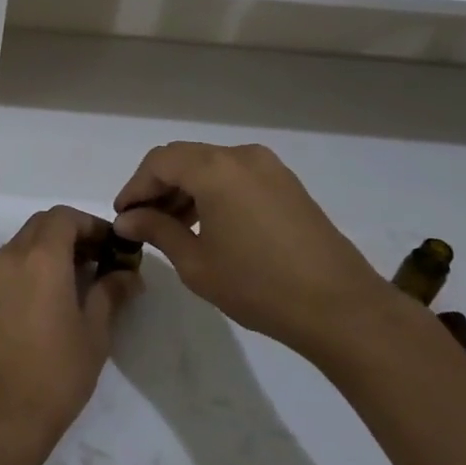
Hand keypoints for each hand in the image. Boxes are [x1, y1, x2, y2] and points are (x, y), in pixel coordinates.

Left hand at [0, 207, 141, 464]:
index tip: (110, 245)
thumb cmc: (56, 372)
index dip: (90, 224)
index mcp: (42, 257)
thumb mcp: (94, 333)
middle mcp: (11, 255)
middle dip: (70, 232)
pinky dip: (27, 266)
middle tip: (96, 259)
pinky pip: (6, 265)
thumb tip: (128, 274)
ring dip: (47, 248)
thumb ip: (110, 294)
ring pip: (21, 242)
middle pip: (41, 224)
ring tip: (73, 279)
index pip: (64, 216)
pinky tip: (44, 297)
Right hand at [112, 142, 398, 360]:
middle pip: (184, 158)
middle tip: (142, 221)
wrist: (342, 308)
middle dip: (157, 186)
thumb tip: (127, 219)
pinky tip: (207, 224)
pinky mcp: (287, 184)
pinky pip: (235, 175)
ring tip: (172, 226)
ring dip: (185, 188)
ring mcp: (269, 168)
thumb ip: (157, 231)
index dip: (135, 187)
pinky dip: (212, 191)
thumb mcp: (196, 263)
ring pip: (210, 165)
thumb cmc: (259, 286)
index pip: (159, 162)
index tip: (123, 216)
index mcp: (215, 169)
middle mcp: (241, 156)